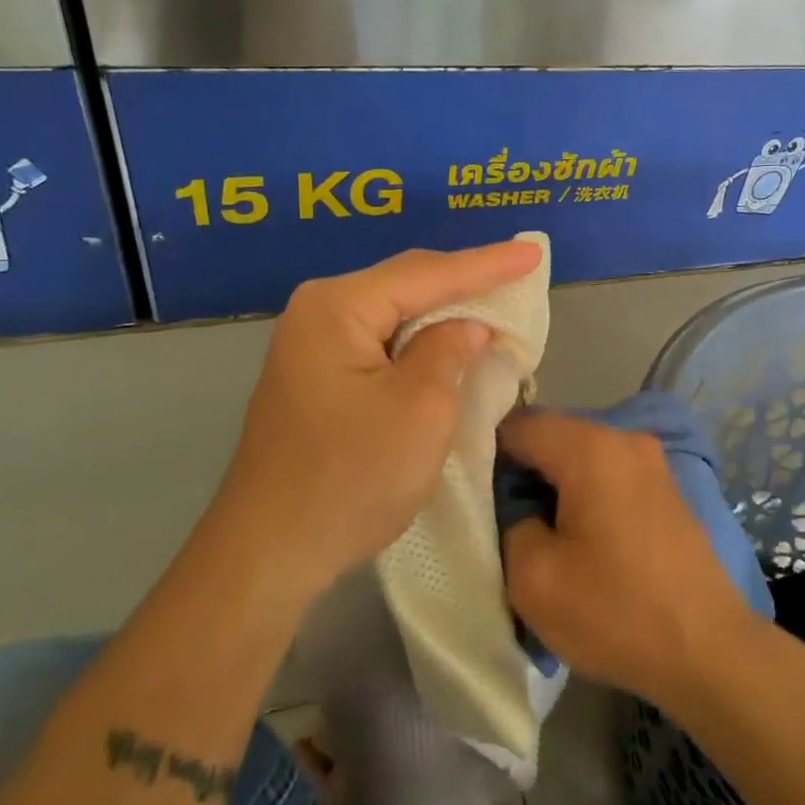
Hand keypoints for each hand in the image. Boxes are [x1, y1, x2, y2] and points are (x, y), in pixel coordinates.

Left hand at [213, 241, 542, 598]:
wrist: (270, 552)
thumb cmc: (350, 478)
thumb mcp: (421, 410)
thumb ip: (449, 352)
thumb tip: (467, 327)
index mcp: (337, 308)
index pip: (427, 273)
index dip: (487, 264)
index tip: (534, 252)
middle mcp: (318, 312)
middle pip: (407, 283)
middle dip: (466, 280)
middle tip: (520, 272)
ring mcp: (312, 345)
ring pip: (395, 312)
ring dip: (445, 311)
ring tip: (496, 300)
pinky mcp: (318, 376)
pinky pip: (382, 341)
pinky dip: (421, 341)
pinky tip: (449, 342)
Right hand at [498, 410, 759, 709]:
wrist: (709, 651)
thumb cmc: (616, 611)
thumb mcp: (533, 578)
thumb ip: (509, 524)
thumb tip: (520, 508)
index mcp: (591, 447)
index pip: (519, 425)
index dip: (485, 450)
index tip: (467, 486)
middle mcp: (624, 438)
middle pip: (553, 436)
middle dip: (520, 468)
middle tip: (496, 513)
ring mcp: (652, 461)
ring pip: (581, 455)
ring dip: (553, 482)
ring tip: (535, 528)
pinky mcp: (666, 488)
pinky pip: (609, 473)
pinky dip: (584, 492)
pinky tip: (578, 534)